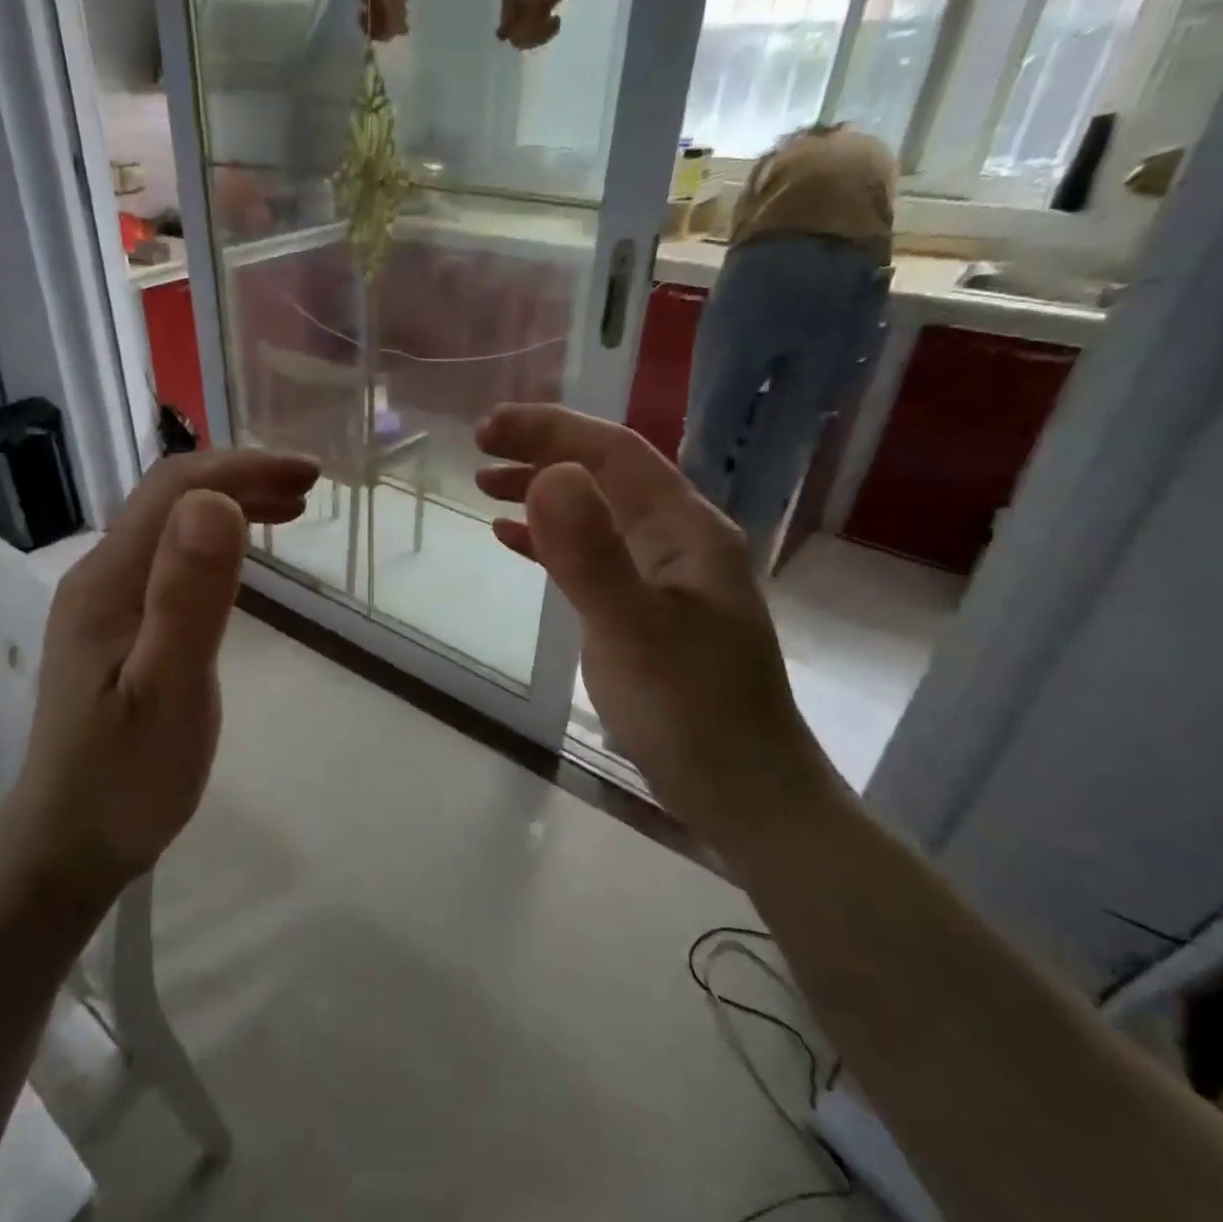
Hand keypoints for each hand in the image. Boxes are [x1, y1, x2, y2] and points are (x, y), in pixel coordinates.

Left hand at [0, 449, 318, 895]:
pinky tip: (241, 560)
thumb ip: (189, 597)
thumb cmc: (125, 777)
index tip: (309, 475)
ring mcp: (107, 605)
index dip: (243, 468)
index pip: (175, 488)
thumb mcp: (167, 689)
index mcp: (109, 579)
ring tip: (290, 511)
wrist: (71, 844)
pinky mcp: (120, 630)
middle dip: (242, 479)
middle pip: (170, 498)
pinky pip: (170, 562)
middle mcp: (101, 577)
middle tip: (309, 489)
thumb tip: (216, 501)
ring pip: (171, 528)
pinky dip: (216, 543)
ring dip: (230, 505)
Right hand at [476, 405, 830, 834]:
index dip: (550, 431)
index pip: (614, 452)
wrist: (744, 791)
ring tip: (485, 486)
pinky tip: (514, 543)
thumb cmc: (692, 712)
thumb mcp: (634, 631)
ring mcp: (664, 576)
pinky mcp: (646, 609)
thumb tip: (546, 476)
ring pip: (596, 513)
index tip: (487, 430)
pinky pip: (593, 555)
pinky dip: (551, 542)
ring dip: (543, 493)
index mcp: (686, 530)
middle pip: (605, 475)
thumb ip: (590, 554)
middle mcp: (679, 540)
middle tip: (478, 451)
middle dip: (542, 453)